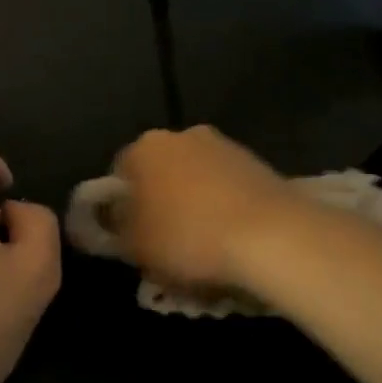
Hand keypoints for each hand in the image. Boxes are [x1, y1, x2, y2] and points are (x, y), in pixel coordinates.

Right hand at [109, 126, 300, 289]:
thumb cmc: (187, 237)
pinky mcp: (257, 163)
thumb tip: (110, 218)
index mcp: (145, 147)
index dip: (121, 207)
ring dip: (196, 204)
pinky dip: (225, 208)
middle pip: (161, 171)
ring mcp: (224, 146)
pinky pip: (228, 188)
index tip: (129, 236)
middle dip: (161, 201)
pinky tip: (232, 240)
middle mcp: (183, 135)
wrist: (271, 235)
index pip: (119, 172)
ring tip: (204, 247)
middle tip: (165, 242)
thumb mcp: (135, 246)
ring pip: (197, 179)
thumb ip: (114, 230)